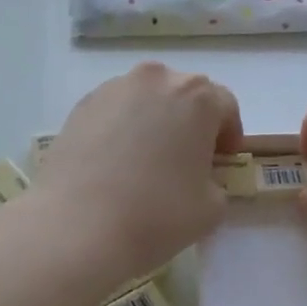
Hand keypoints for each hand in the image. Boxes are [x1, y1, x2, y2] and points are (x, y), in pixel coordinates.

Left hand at [31, 63, 242, 285]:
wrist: (77, 225)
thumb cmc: (156, 214)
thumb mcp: (212, 208)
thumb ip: (215, 182)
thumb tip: (198, 178)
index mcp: (196, 97)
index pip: (225, 105)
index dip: (229, 133)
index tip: (222, 160)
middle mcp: (156, 79)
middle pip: (184, 94)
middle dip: (191, 121)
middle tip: (187, 158)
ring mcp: (113, 89)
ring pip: (146, 98)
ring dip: (154, 120)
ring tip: (147, 160)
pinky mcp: (81, 105)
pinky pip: (114, 111)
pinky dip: (122, 128)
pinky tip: (115, 163)